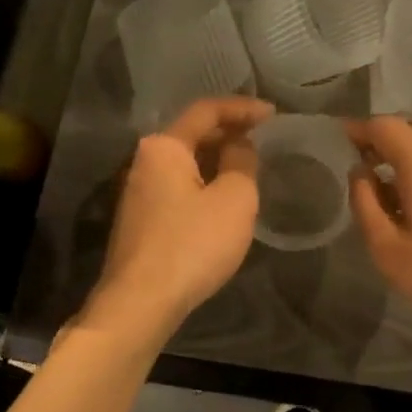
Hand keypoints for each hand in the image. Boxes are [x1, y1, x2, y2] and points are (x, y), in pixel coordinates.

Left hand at [88, 97, 272, 333]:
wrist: (141, 303)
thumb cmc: (193, 244)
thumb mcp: (234, 198)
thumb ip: (242, 162)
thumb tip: (238, 146)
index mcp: (165, 146)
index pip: (207, 111)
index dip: (243, 108)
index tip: (273, 114)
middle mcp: (145, 161)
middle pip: (192, 134)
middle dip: (229, 132)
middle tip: (263, 138)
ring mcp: (138, 191)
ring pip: (185, 162)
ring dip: (217, 159)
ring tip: (248, 166)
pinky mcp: (141, 219)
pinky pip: (178, 186)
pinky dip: (204, 182)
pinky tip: (223, 198)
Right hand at [346, 117, 411, 334]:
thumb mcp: (387, 247)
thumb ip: (365, 202)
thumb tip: (360, 172)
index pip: (384, 125)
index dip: (358, 130)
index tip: (339, 142)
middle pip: (408, 132)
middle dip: (380, 144)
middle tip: (358, 170)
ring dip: (403, 159)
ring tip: (385, 192)